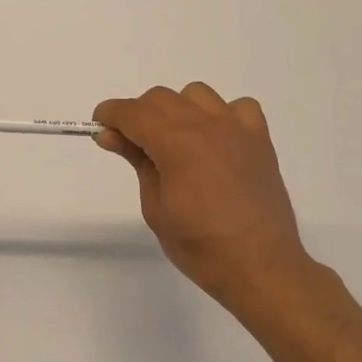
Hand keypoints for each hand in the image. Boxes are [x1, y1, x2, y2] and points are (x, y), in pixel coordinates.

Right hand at [94, 83, 317, 315]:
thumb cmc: (200, 246)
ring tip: (176, 142)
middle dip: (139, 114)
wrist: (261, 268)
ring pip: (196, 94)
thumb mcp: (155, 207)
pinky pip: (238, 107)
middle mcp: (206, 125)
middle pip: (161, 98)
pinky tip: (217, 140)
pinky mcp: (260, 139)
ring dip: (178, 109)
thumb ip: (136, 161)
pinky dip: (222, 115)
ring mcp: (237, 128)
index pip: (133, 112)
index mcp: (176, 143)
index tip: (100, 126)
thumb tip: (111, 135)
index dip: (110, 114)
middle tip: (133, 145)